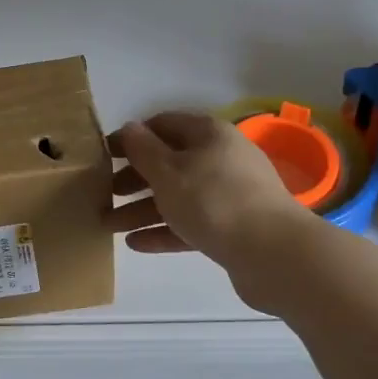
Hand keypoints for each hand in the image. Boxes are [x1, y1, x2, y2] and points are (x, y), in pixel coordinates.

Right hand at [104, 111, 314, 283]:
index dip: (131, 137)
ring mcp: (230, 194)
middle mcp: (221, 158)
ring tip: (109, 226)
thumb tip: (129, 128)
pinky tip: (136, 244)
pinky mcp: (233, 227)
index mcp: (208, 134)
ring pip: (177, 196)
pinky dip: (164, 231)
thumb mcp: (167, 171)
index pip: (162, 124)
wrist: (274, 254)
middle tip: (104, 194)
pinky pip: (191, 223)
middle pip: (168, 163)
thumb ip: (142, 149)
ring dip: (142, 210)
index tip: (104, 155)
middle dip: (133, 179)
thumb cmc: (213, 200)